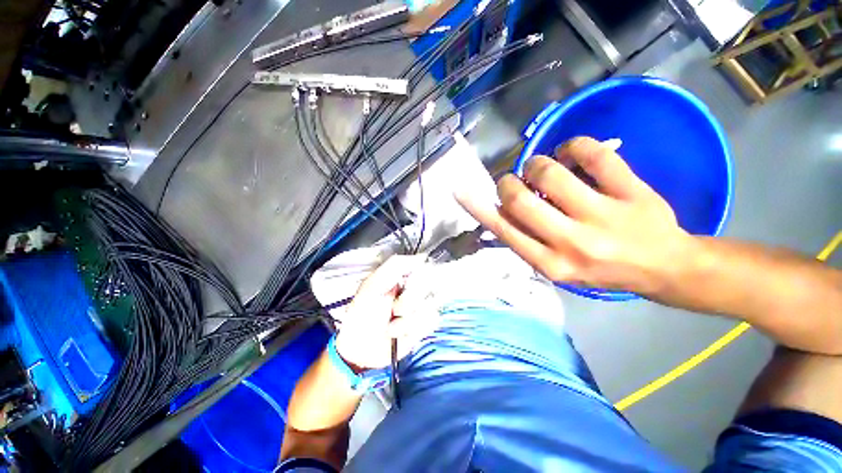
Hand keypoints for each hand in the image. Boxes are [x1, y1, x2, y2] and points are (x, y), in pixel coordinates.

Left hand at [334, 255, 428, 371]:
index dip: (419, 278)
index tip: (407, 286)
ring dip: (407, 320)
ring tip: (392, 325)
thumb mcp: (373, 285)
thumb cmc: (362, 314)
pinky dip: (413, 329)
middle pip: (430, 287)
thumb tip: (423, 257)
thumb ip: (395, 266)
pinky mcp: (424, 324)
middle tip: (392, 309)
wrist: (361, 350)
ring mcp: (420, 307)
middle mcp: (414, 289)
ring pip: (431, 305)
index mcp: (402, 277)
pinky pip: (431, 321)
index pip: (425, 267)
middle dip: (408, 302)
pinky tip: (401, 334)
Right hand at [456, 136, 690, 294]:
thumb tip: (498, 210)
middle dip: (508, 182)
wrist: (664, 268)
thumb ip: (526, 241)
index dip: (478, 208)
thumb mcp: (556, 268)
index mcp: (550, 263)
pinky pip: (593, 153)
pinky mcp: (632, 191)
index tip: (461, 190)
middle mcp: (571, 242)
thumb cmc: (601, 270)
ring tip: (542, 168)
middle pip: (519, 199)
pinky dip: (574, 145)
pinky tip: (573, 152)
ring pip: (550, 172)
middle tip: (514, 179)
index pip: (503, 230)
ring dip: (537, 164)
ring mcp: (603, 215)